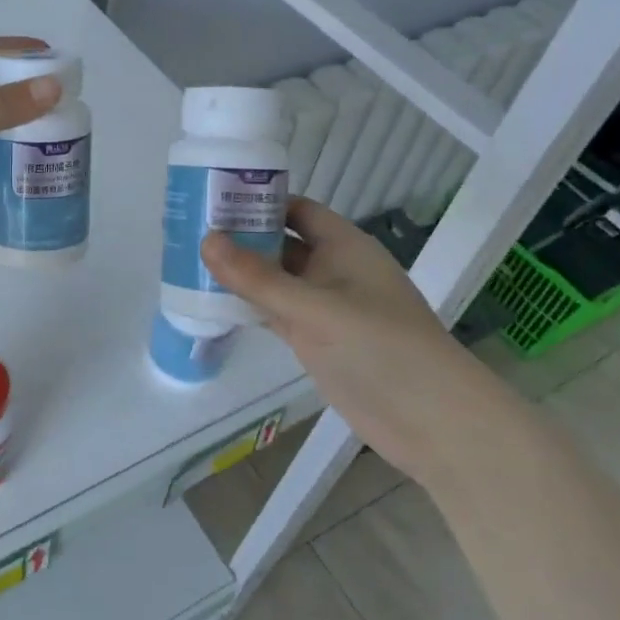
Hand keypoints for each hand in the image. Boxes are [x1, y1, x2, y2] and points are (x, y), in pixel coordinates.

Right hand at [199, 197, 500, 482]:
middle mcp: (333, 270)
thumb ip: (258, 277)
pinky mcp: (316, 340)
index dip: (259, 200)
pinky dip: (249, 307)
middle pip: (281, 243)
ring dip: (241, 274)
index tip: (213, 198)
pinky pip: (276, 313)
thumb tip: (207, 240)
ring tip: (190, 263)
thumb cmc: (378, 347)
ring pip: (275, 280)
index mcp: (344, 246)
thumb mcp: (313, 307)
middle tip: (189, 231)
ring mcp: (324, 307)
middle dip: (242, 237)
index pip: (297, 209)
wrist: (430, 420)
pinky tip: (212, 305)